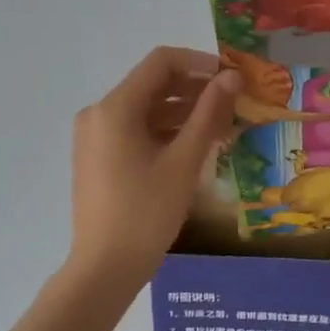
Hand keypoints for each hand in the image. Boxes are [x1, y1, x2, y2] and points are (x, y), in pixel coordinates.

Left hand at [67, 47, 240, 286]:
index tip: (232, 79)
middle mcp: (99, 113)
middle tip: (234, 106)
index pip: (161, 63)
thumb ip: (209, 114)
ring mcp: (95, 137)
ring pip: (146, 109)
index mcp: (114, 108)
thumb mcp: (183, 161)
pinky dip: (165, 132)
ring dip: (183, 113)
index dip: (200, 63)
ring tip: (222, 128)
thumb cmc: (146, 213)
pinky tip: (195, 147)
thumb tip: (232, 76)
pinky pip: (135, 131)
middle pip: (152, 84)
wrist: (105, 268)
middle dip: (195, 90)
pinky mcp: (98, 157)